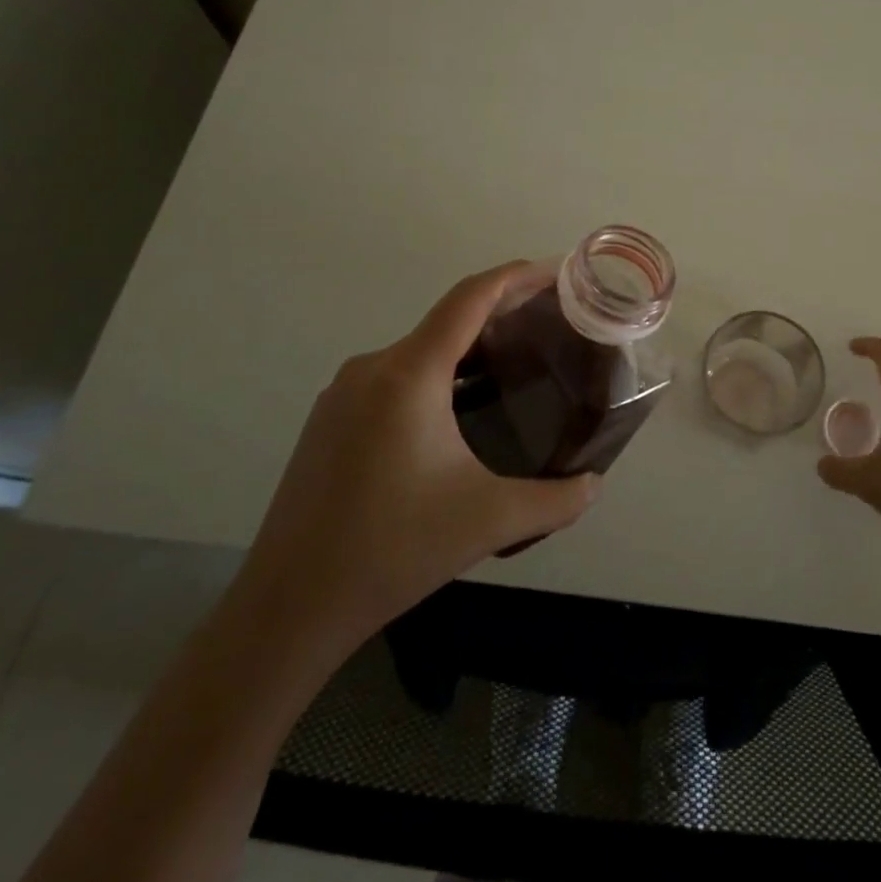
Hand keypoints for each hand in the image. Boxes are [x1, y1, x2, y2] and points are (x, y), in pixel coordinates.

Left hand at [235, 261, 601, 660]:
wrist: (286, 608)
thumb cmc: (392, 551)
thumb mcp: (488, 522)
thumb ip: (556, 500)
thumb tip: (594, 485)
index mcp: (409, 375)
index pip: (469, 299)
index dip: (515, 277)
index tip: (555, 272)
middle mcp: (372, 369)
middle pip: (446, 321)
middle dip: (500, 315)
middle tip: (549, 327)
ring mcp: (343, 394)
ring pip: (419, 351)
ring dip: (467, 350)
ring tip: (512, 368)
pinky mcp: (329, 420)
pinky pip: (395, 377)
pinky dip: (436, 375)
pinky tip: (458, 413)